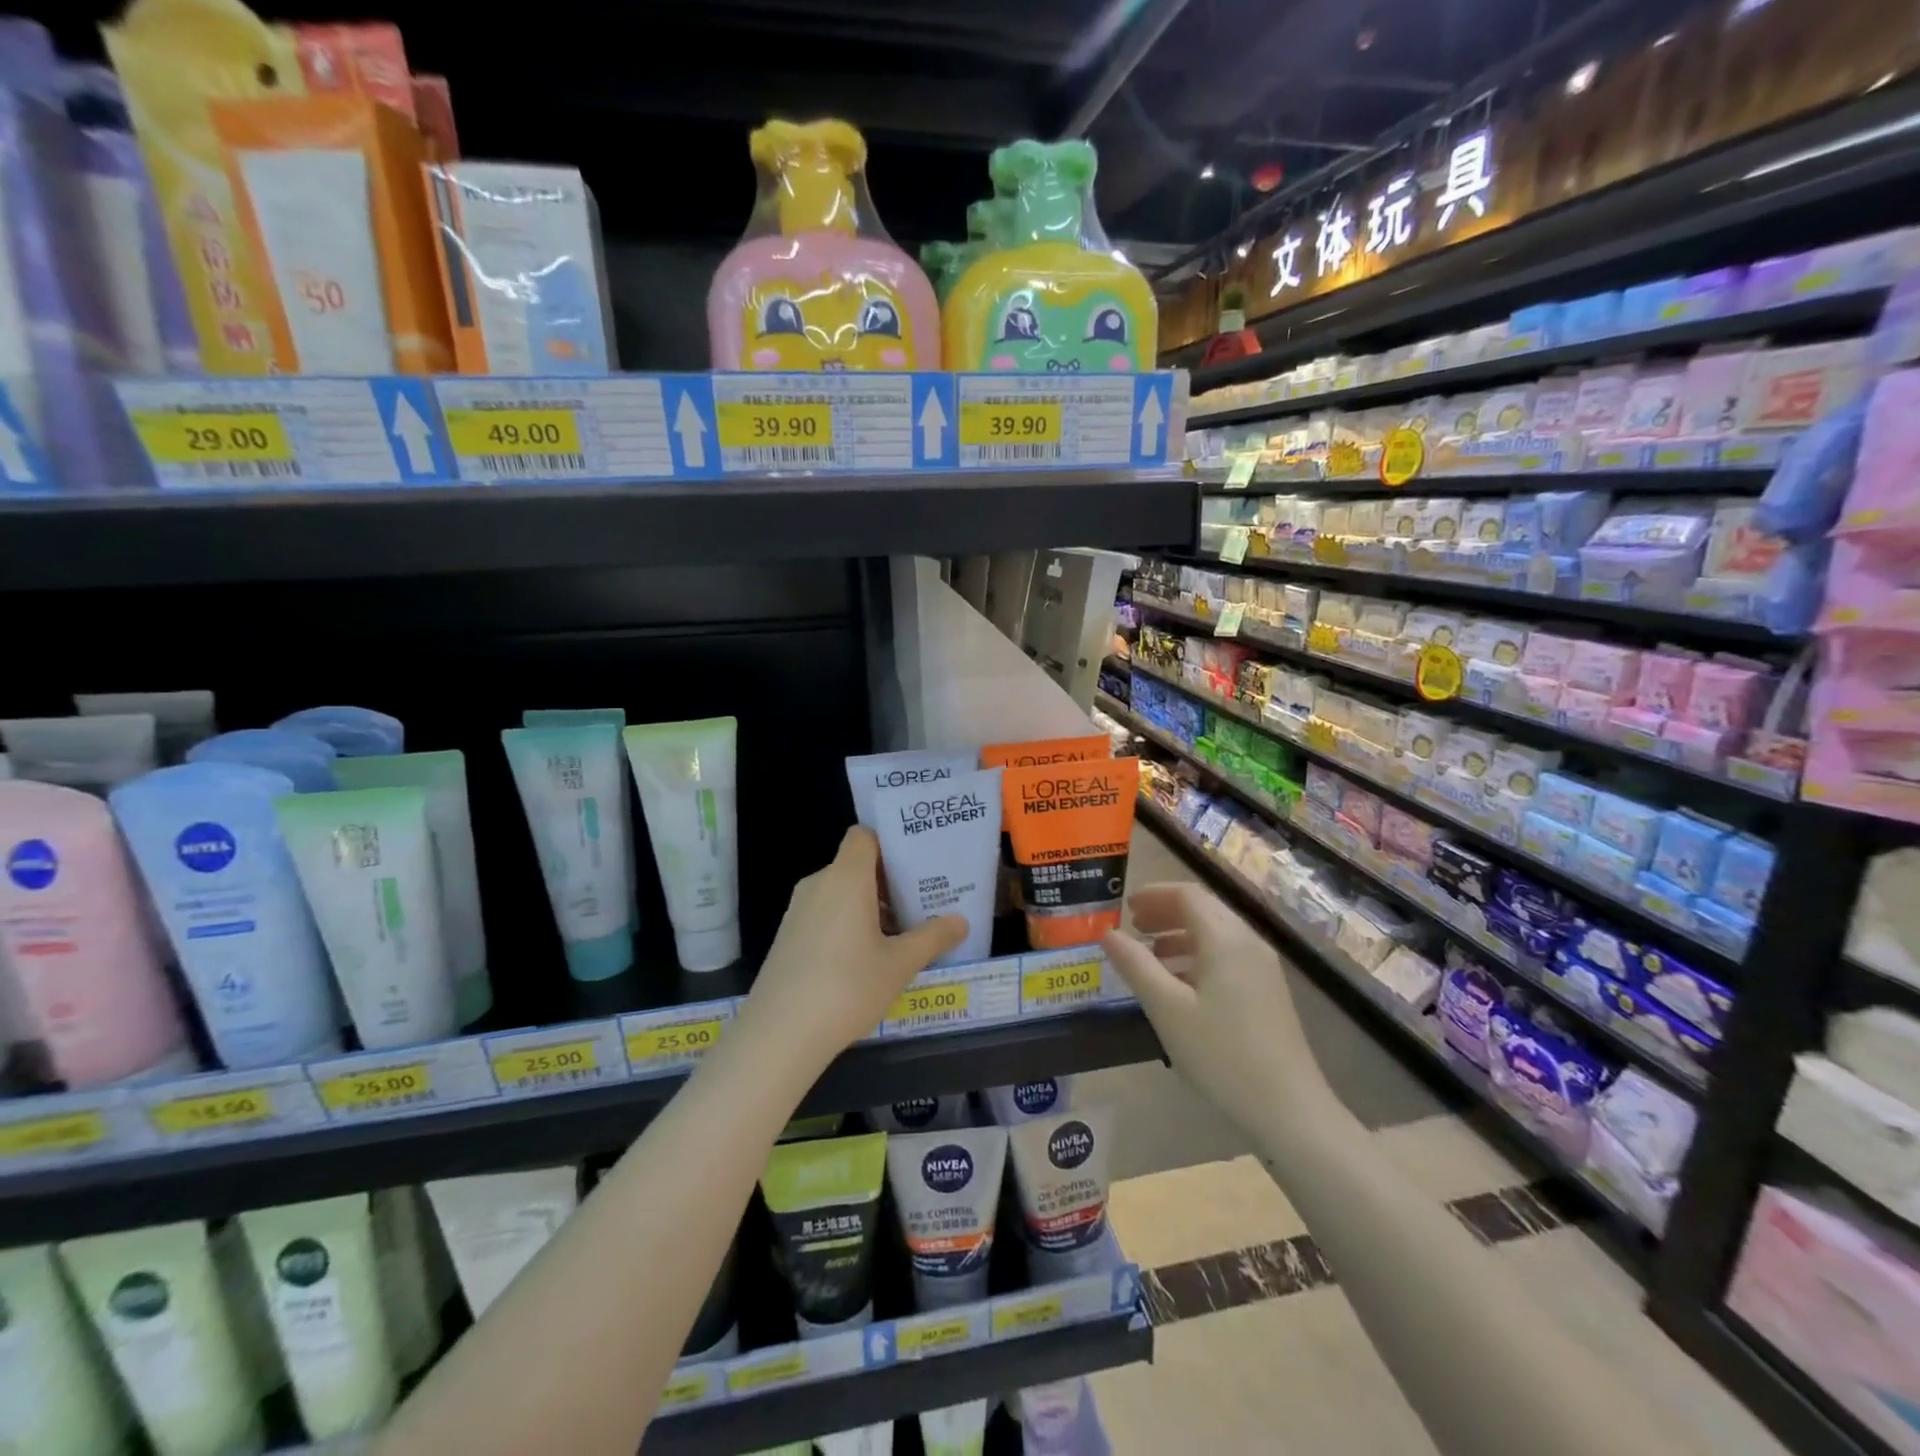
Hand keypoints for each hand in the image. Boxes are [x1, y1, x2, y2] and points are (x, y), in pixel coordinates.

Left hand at [741, 827, 967, 1068]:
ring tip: (901, 934)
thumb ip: (932, 938)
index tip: (917, 864)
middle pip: (856, 865)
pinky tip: (867, 959)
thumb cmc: (847, 987)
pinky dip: (848, 924)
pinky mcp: (788, 938)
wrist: (779, 1035)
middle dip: (888, 881)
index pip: (863, 836)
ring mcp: (798, 912)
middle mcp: (818, 885)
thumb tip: (961, 921)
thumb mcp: (899, 964)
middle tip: (923, 901)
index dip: (889, 843)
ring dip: (870, 906)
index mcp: (845, 878)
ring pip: (840, 893)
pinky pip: (825, 914)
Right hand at [1102, 882, 1325, 1137]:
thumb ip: (1135, 965)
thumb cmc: (1221, 1054)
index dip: (1154, 894)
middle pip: (1204, 909)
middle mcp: (1248, 942)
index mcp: (1225, 938)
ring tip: (1149, 954)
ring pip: (1216, 933)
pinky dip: (1198, 955)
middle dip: (1165, 911)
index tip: (1125, 905)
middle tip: (1132, 926)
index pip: (1187, 894)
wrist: (1290, 1110)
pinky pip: (1228, 956)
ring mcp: (1263, 968)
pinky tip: (1180, 984)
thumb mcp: (1167, 1009)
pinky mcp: (1267, 992)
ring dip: (1180, 934)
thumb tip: (1108, 933)